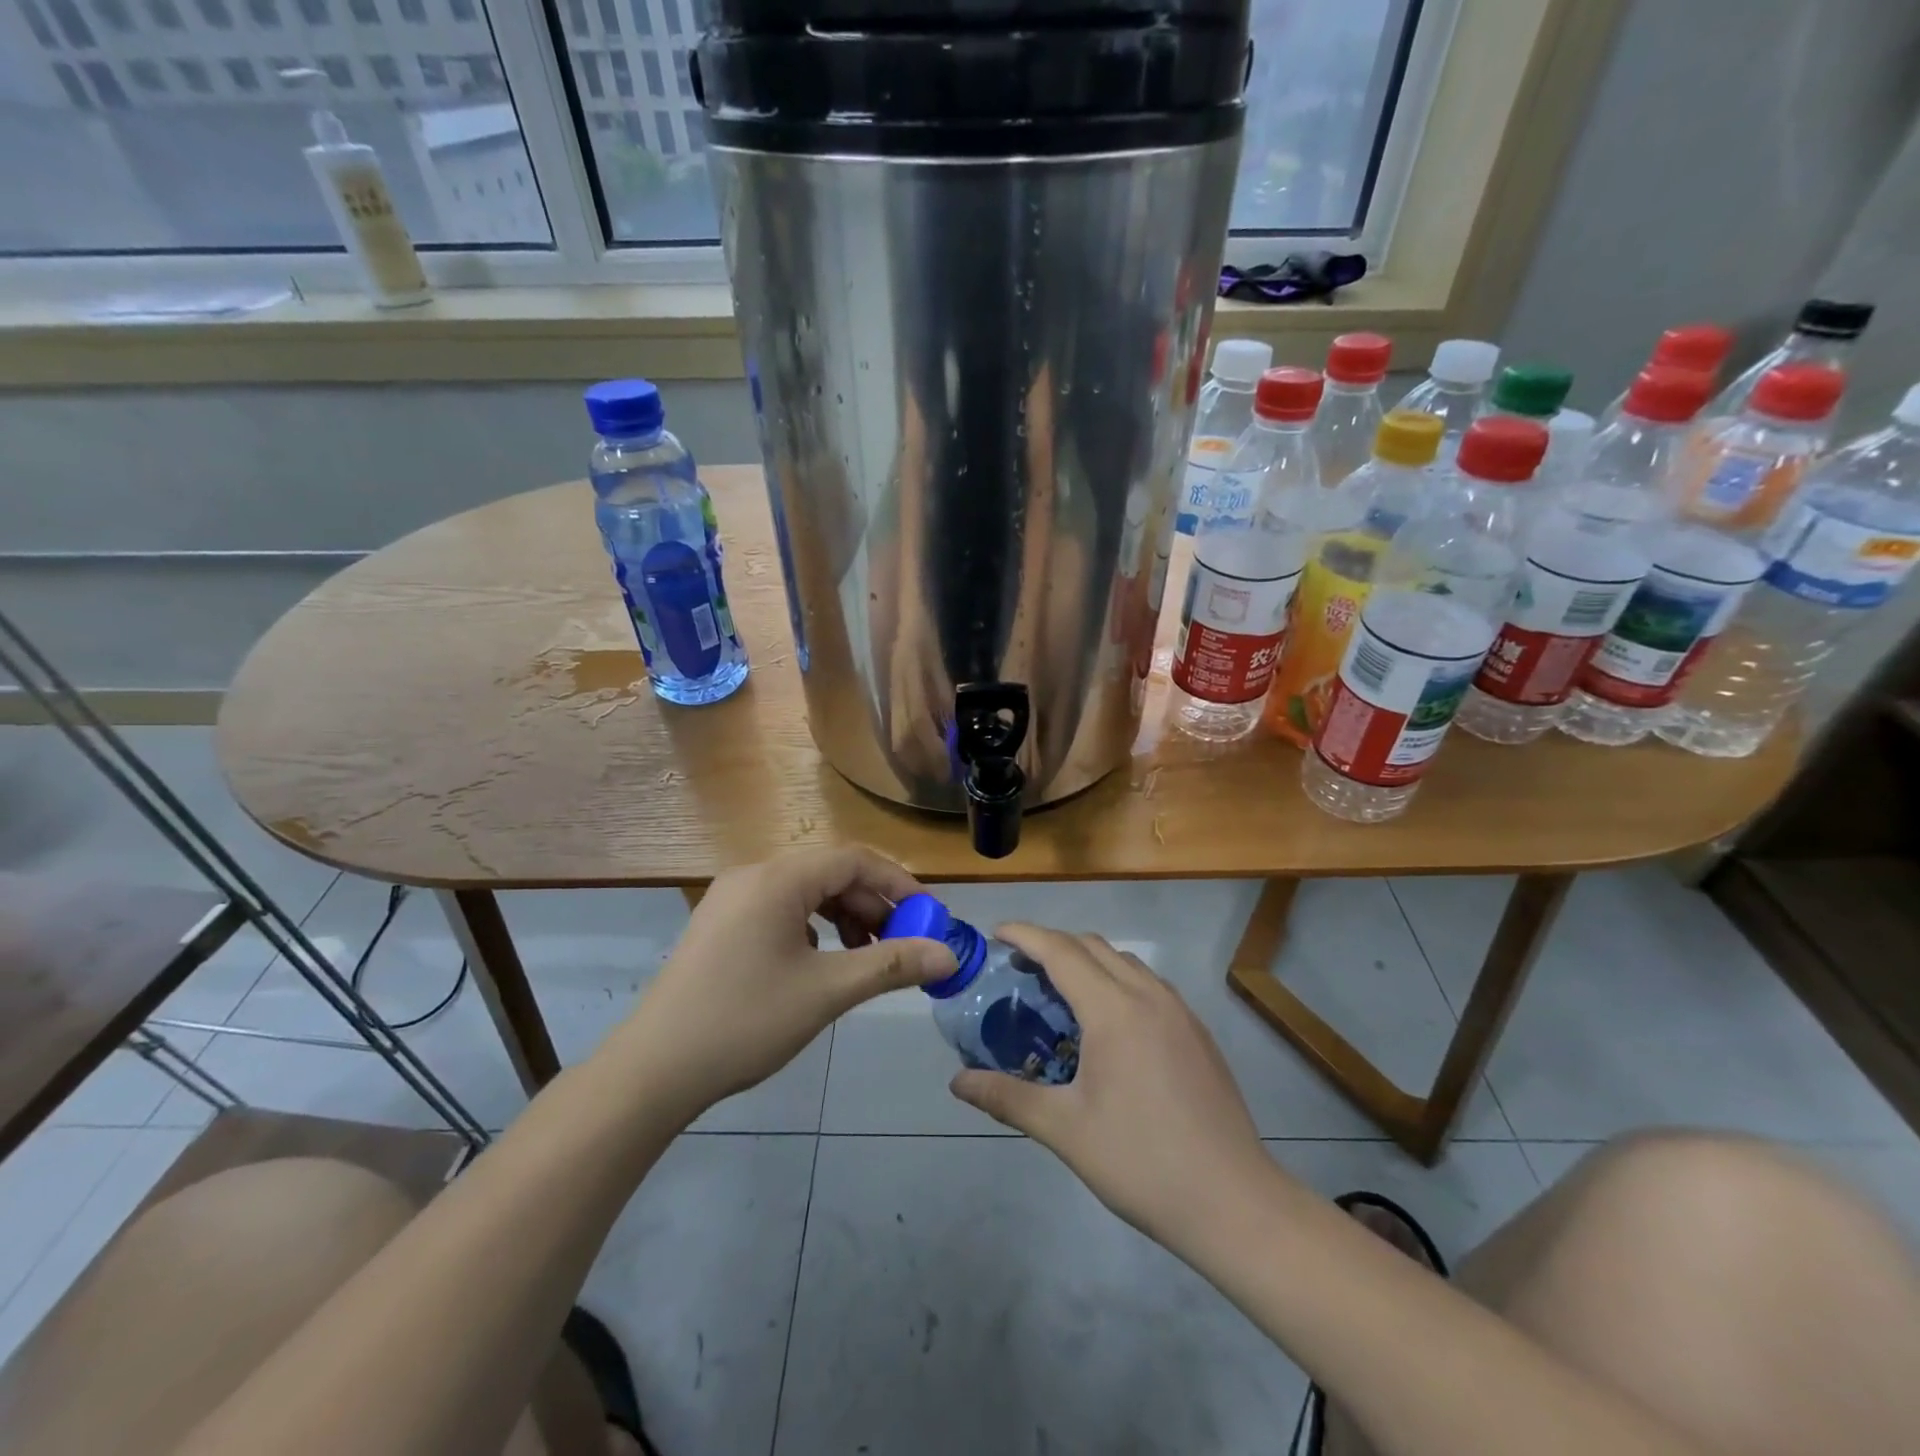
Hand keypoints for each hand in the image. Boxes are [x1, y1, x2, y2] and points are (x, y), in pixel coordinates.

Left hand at [621, 846, 955, 1120]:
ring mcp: (732, 899)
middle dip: (873, 905)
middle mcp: (754, 875)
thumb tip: (949, 955)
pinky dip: (814, 928)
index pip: (854, 860)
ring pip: (806, 893)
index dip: (898, 884)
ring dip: (845, 917)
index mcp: (778, 878)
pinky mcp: (721, 924)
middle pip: (830, 874)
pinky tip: (822, 962)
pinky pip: (781, 910)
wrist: (654, 1069)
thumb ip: (891, 965)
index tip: (929, 917)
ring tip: (868, 957)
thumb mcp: (827, 991)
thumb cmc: (745, 1021)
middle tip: (903, 943)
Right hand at [950, 926, 1272, 1250]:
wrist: (1234, 1203)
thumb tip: (957, 1082)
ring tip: (1060, 994)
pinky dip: (1118, 981)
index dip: (1025, 935)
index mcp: (1114, 1009)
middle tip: (1019, 969)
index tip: (996, 933)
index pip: (1060, 951)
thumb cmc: (1141, 1162)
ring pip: (1125, 962)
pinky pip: (1149, 984)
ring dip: (1088, 961)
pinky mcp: (1198, 1033)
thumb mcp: (1064, 1130)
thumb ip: (1007, 1097)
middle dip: (1053, 945)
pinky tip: (1108, 1025)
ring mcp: (1180, 1012)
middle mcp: (1148, 996)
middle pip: (1093, 946)